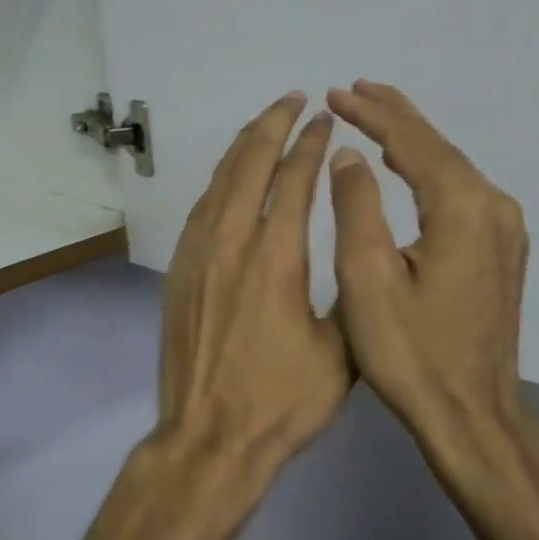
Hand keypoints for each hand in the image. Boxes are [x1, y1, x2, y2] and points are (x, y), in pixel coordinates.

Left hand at [151, 91, 351, 504]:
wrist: (209, 440)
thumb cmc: (282, 403)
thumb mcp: (342, 353)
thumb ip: (350, 294)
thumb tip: (358, 254)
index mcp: (275, 259)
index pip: (294, 180)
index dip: (310, 144)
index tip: (324, 118)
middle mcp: (231, 244)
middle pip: (249, 164)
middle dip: (273, 125)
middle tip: (293, 99)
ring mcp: (198, 256)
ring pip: (219, 181)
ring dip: (243, 145)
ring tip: (264, 122)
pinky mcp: (180, 272)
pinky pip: (201, 208)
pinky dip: (220, 180)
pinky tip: (231, 177)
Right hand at [326, 81, 538, 507]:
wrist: (472, 416)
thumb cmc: (411, 353)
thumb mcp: (367, 278)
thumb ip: (357, 206)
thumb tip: (350, 155)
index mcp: (462, 208)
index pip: (412, 142)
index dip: (372, 114)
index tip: (335, 93)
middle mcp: (493, 207)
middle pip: (437, 146)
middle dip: (393, 116)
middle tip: (352, 90)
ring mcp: (504, 230)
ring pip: (451, 168)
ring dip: (411, 141)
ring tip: (374, 115)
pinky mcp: (502, 251)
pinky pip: (460, 192)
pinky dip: (428, 170)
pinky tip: (410, 167)